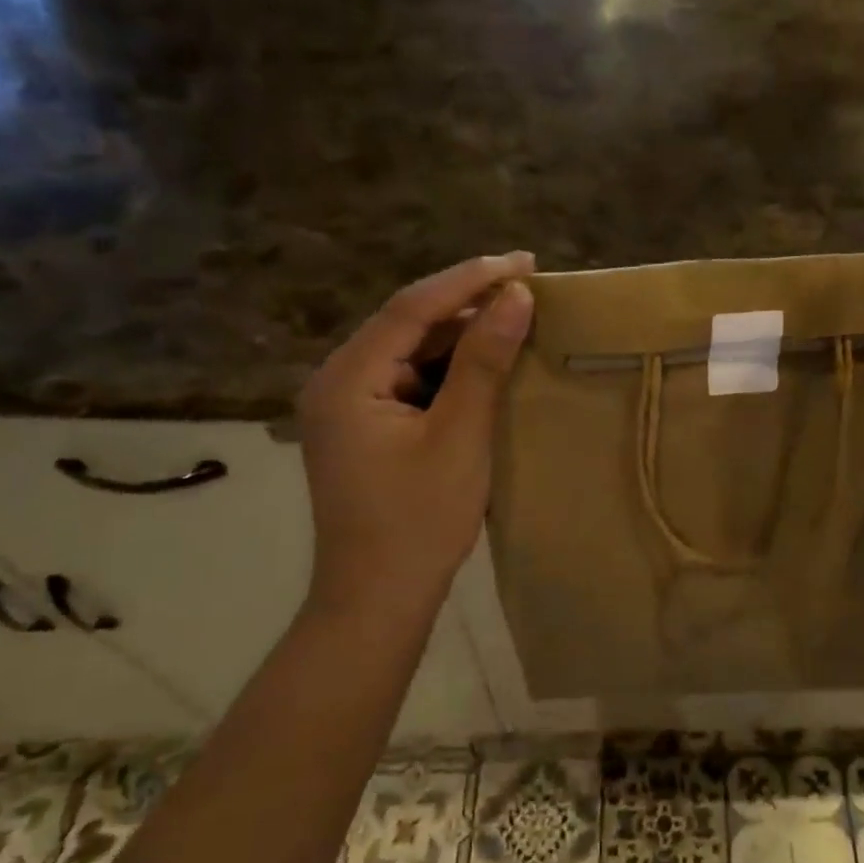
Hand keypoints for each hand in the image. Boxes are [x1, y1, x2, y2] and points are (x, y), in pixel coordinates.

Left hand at [296, 252, 534, 614]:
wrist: (377, 601)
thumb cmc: (419, 521)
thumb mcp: (460, 436)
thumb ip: (484, 362)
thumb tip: (516, 297)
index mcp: (347, 378)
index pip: (411, 308)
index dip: (469, 279)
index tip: (523, 261)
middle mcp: (337, 381)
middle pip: (407, 324)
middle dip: (467, 303)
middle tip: (527, 286)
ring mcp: (347, 406)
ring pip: (410, 351)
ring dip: (461, 335)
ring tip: (516, 317)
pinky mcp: (364, 427)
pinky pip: (409, 379)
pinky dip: (449, 369)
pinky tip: (487, 364)